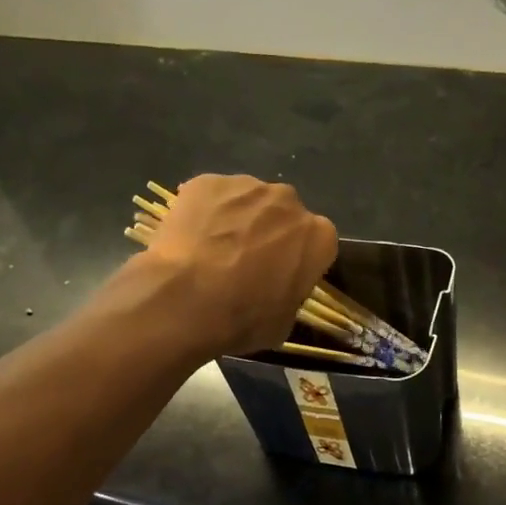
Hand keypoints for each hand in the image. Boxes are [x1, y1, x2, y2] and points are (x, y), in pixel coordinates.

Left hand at [145, 174, 338, 355]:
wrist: (187, 301)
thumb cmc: (244, 319)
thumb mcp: (283, 323)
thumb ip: (289, 296)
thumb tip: (277, 292)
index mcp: (318, 237)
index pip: (317, 244)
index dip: (298, 260)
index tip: (282, 276)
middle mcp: (289, 201)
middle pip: (284, 215)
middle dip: (270, 233)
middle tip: (246, 264)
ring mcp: (246, 186)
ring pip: (248, 202)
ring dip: (238, 221)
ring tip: (213, 252)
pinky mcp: (207, 182)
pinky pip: (212, 197)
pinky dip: (206, 213)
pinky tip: (191, 240)